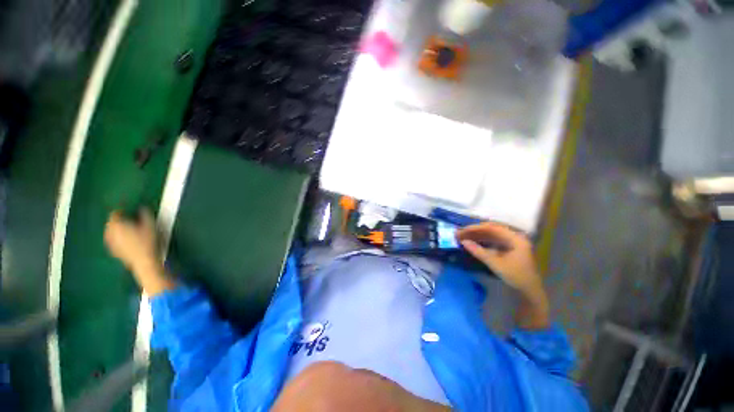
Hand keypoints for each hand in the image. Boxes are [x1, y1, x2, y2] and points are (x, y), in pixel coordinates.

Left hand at [104, 209, 173, 295]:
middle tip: (131, 219)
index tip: (130, 209)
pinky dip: (118, 238)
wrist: (144, 262)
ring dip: (118, 229)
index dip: (122, 210)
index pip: (115, 213)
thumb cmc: (148, 242)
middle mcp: (109, 232)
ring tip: (129, 229)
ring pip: (111, 232)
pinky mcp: (113, 251)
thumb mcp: (150, 225)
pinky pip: (113, 240)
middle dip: (119, 220)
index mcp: (116, 224)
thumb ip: (145, 214)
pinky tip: (127, 240)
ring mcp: (110, 243)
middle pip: (111, 223)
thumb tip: (142, 207)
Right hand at [457, 222, 548, 328]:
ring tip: (464, 237)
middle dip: (474, 231)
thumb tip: (463, 242)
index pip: (492, 228)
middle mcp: (514, 237)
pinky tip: (473, 242)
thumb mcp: (496, 264)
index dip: (475, 228)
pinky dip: (482, 241)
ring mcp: (512, 242)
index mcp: (515, 238)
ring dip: (477, 235)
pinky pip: (493, 240)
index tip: (462, 231)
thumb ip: (479, 251)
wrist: (530, 292)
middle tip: (460, 233)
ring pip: (491, 235)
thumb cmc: (516, 277)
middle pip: (491, 229)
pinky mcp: (509, 248)